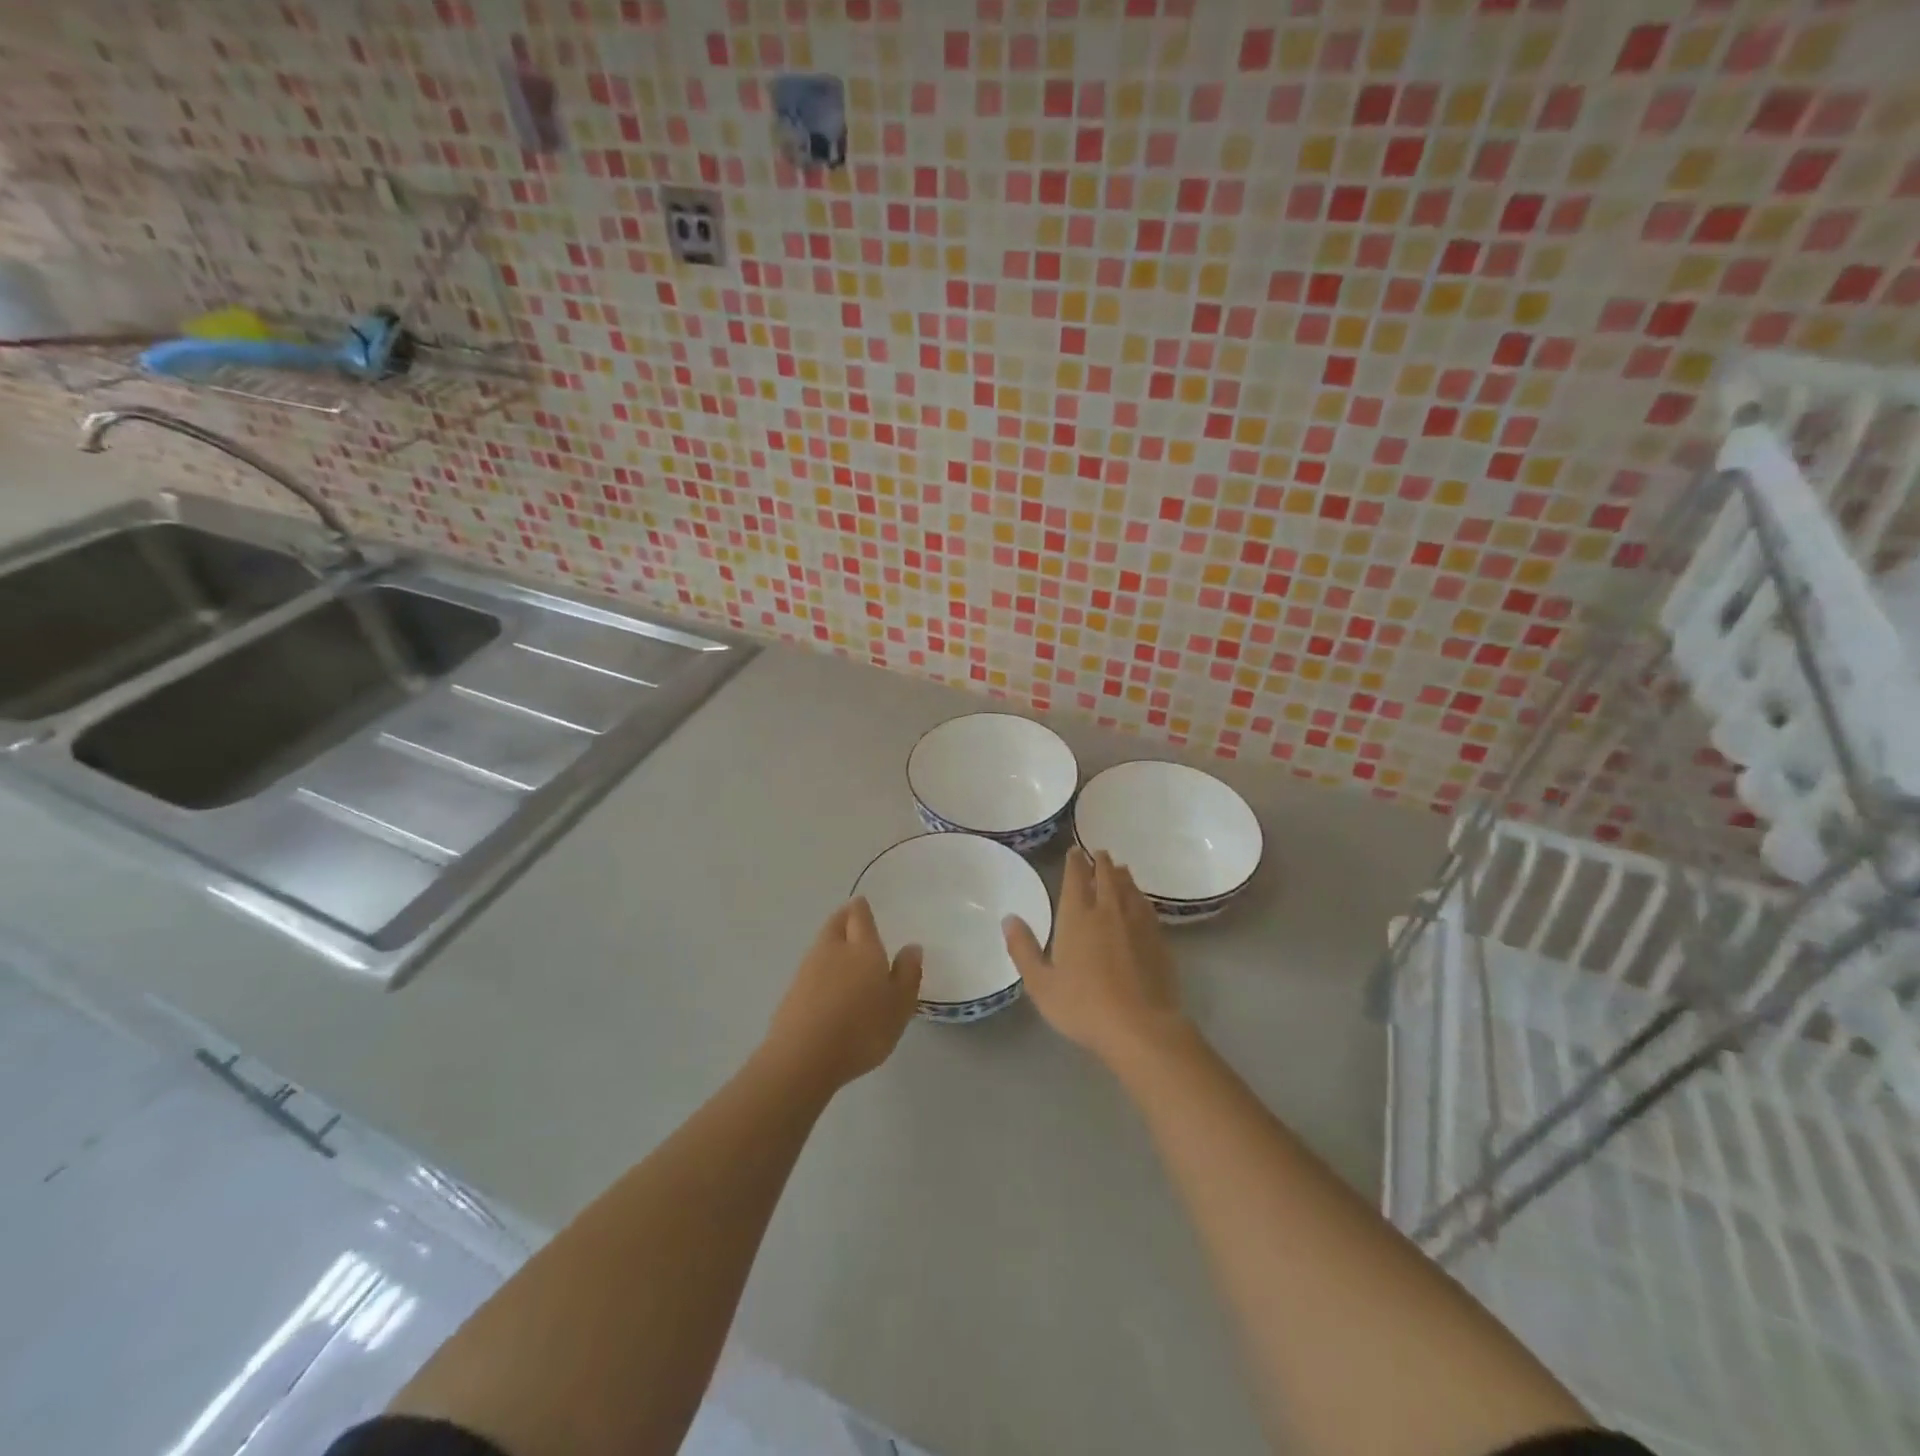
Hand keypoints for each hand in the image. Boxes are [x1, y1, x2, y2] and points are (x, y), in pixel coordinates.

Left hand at [764, 897, 922, 1092]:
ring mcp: (808, 969)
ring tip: (844, 952)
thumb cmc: (862, 1029)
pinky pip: (811, 968)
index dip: (861, 909)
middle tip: (853, 919)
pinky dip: (821, 968)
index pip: (859, 916)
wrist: (803, 1058)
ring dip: (832, 941)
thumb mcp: (899, 1006)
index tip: (863, 904)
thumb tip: (912, 947)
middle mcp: (833, 949)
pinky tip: (828, 985)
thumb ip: (907, 974)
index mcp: (863, 948)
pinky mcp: (792, 992)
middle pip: (836, 923)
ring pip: (822, 944)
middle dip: (844, 918)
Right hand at [1003, 848, 1188, 1070]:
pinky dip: (1140, 897)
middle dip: (1101, 863)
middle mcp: (1108, 911)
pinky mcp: (1158, 939)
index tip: (1074, 851)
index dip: (1074, 862)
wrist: (1140, 1026)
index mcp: (1077, 917)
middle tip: (1100, 853)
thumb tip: (1009, 918)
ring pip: (1129, 889)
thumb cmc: (1083, 1006)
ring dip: (1122, 876)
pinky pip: (1147, 907)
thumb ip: (1023, 948)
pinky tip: (1140, 902)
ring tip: (1120, 869)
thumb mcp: (1041, 983)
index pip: (1076, 879)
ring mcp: (1137, 924)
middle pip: (1106, 877)